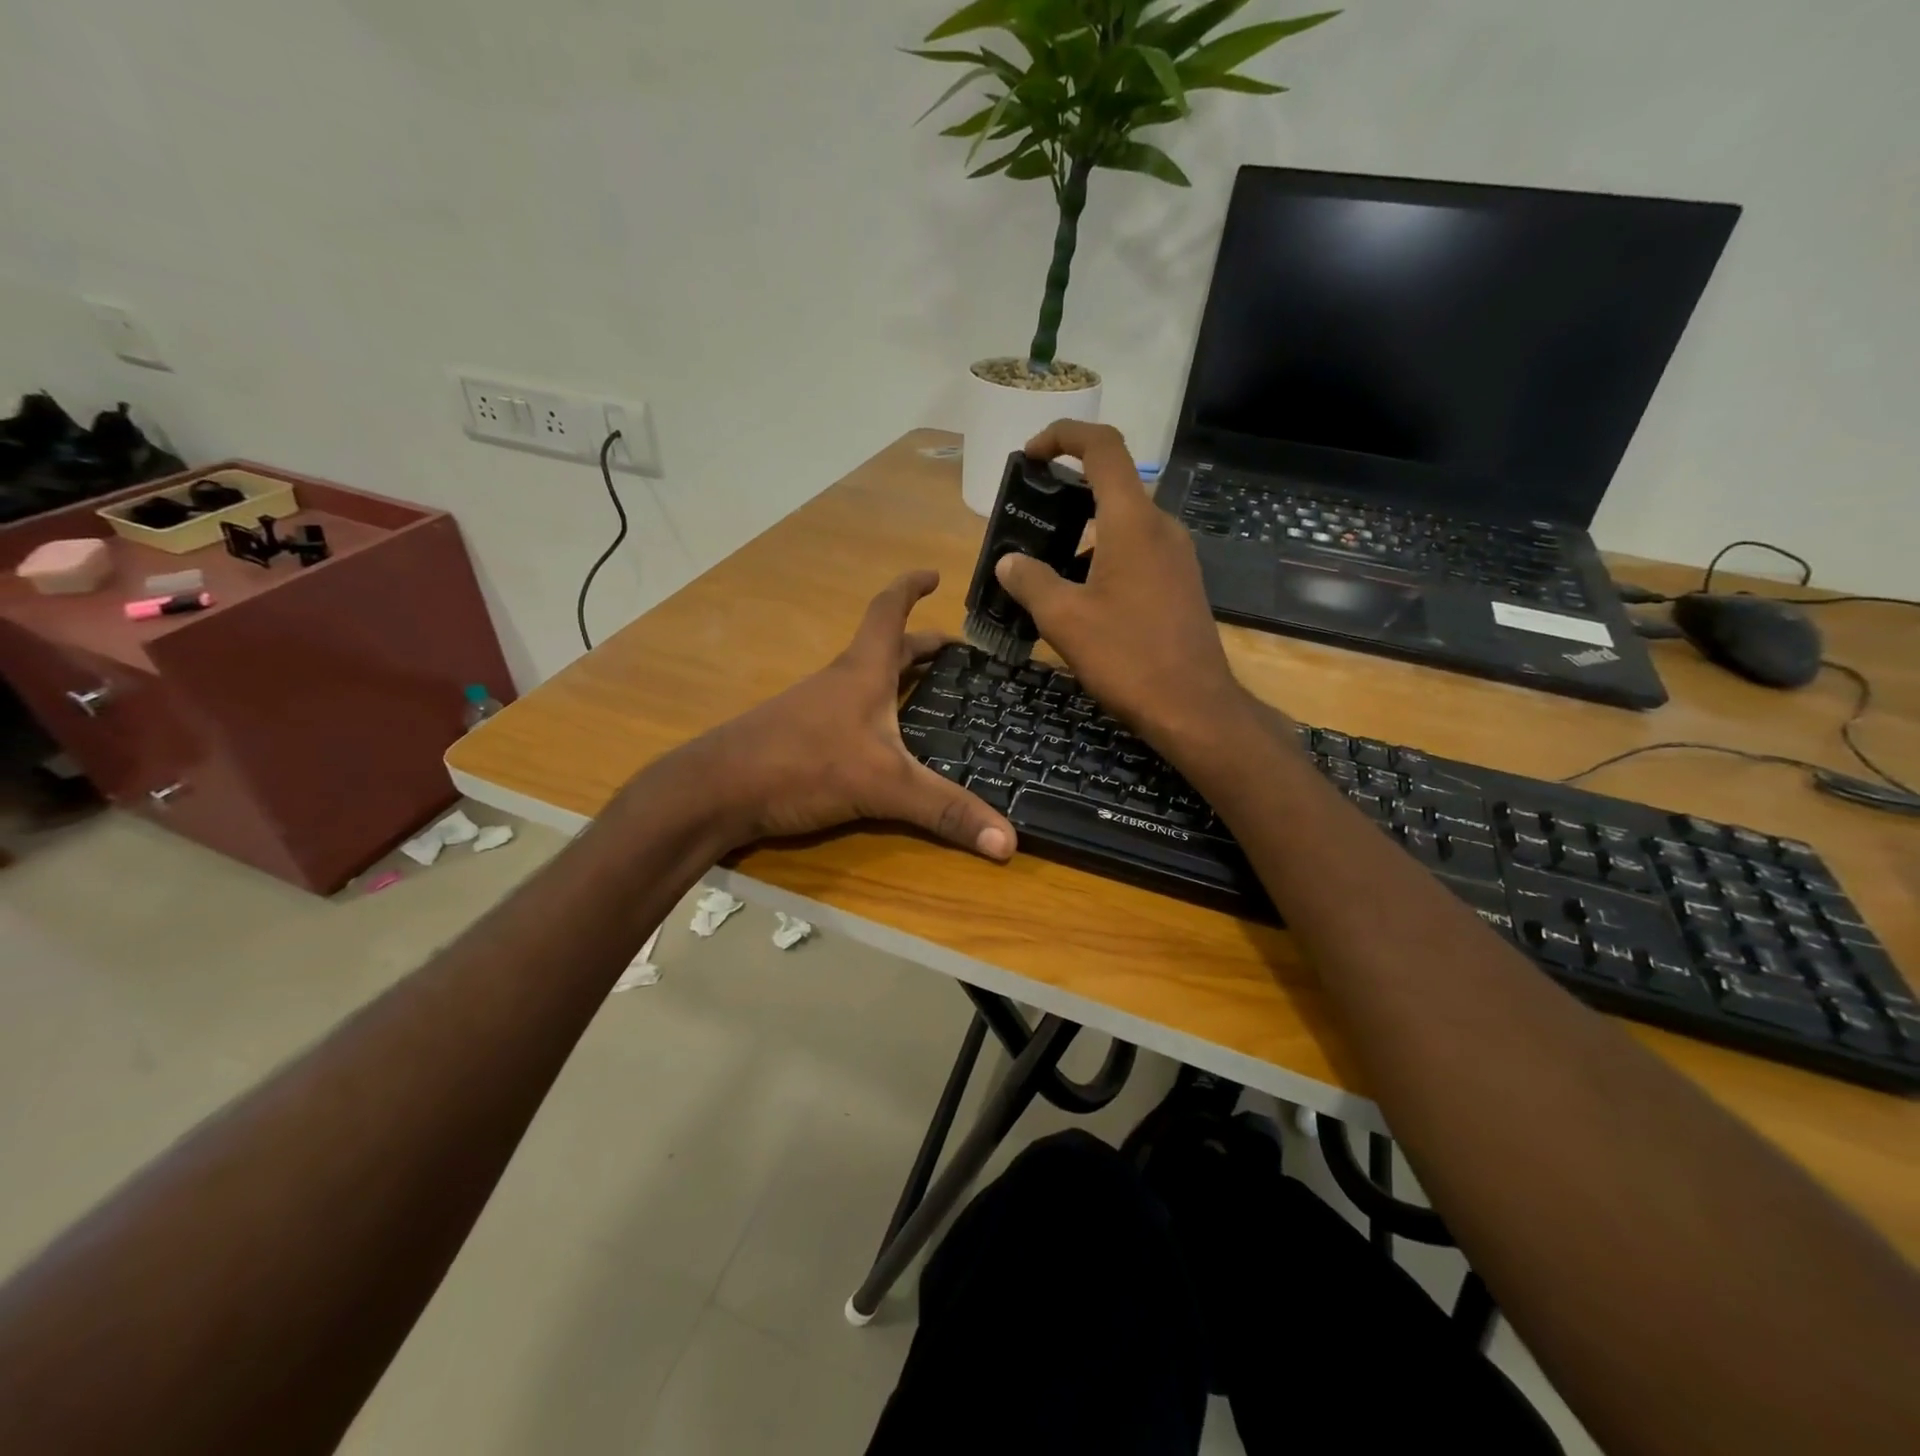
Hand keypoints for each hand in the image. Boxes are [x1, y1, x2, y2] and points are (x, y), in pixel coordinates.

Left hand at [679, 570, 1016, 859]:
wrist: (716, 790)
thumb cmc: (801, 765)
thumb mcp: (884, 786)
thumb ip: (944, 811)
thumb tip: (1009, 842)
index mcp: (862, 672)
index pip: (889, 612)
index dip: (911, 588)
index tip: (935, 575)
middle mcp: (840, 682)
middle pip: (885, 649)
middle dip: (922, 646)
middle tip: (957, 655)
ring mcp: (816, 709)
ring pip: (866, 681)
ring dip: (898, 679)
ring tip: (932, 696)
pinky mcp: (802, 738)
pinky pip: (852, 713)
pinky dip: (877, 712)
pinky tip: (887, 742)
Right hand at [994, 421, 1261, 756]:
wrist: (1193, 708)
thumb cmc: (1127, 657)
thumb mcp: (1064, 620)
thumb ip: (1031, 581)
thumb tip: (1008, 561)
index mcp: (1132, 522)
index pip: (1103, 447)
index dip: (1063, 435)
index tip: (1030, 455)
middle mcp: (1161, 527)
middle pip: (1112, 486)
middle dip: (1066, 495)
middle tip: (1028, 524)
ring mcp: (1176, 557)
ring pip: (1122, 525)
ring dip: (1082, 535)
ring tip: (1045, 570)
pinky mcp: (1181, 584)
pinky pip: (1137, 553)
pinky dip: (1104, 558)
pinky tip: (1081, 599)